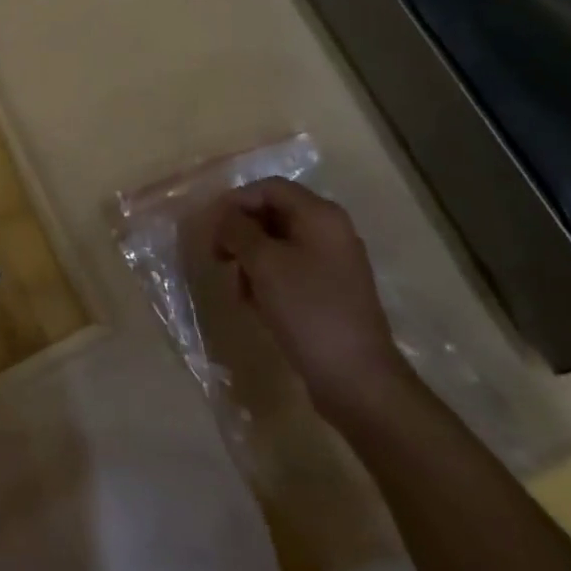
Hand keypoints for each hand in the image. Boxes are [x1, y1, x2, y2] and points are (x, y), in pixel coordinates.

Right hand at [211, 178, 407, 418]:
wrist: (359, 382)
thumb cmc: (309, 311)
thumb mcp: (264, 264)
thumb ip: (238, 230)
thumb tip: (224, 216)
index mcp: (320, 215)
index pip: (269, 188)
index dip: (236, 202)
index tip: (212, 228)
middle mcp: (331, 231)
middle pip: (274, 214)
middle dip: (242, 233)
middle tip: (218, 257)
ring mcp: (334, 264)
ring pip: (279, 245)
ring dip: (252, 260)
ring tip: (238, 289)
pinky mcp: (332, 294)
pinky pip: (291, 271)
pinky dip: (269, 280)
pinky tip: (256, 305)